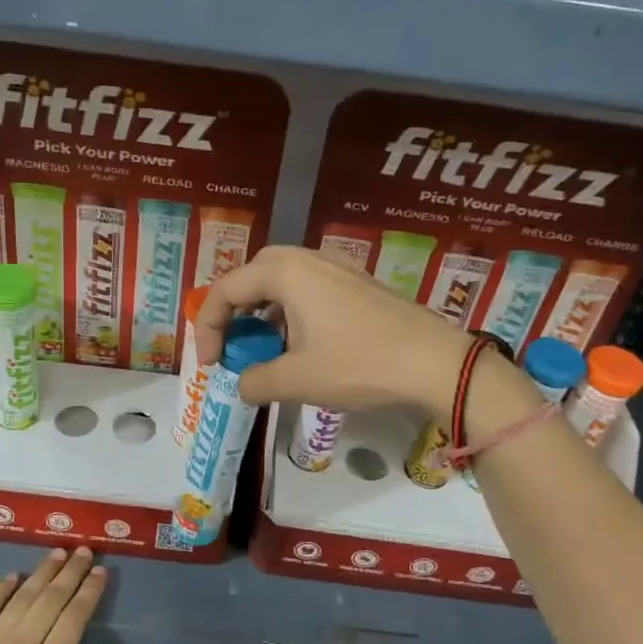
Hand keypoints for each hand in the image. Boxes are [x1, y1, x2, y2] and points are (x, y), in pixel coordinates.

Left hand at [0, 549, 111, 643]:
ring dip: (41, 572)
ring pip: (21, 597)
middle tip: (84, 550)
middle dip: (70, 572)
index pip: (75, 617)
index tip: (101, 571)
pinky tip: (12, 576)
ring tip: (57, 552)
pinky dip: (0, 590)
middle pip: (50, 599)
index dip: (89, 591)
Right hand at [195, 245, 475, 419]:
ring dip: (263, 310)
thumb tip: (242, 384)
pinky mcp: (358, 283)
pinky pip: (309, 287)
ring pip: (283, 279)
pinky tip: (301, 343)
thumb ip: (256, 381)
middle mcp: (308, 259)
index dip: (207, 327)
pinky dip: (290, 310)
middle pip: (253, 273)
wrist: (435, 362)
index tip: (210, 364)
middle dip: (234, 308)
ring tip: (263, 346)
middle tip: (232, 342)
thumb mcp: (297, 379)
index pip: (226, 289)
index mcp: (286, 273)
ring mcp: (338, 268)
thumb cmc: (359, 365)